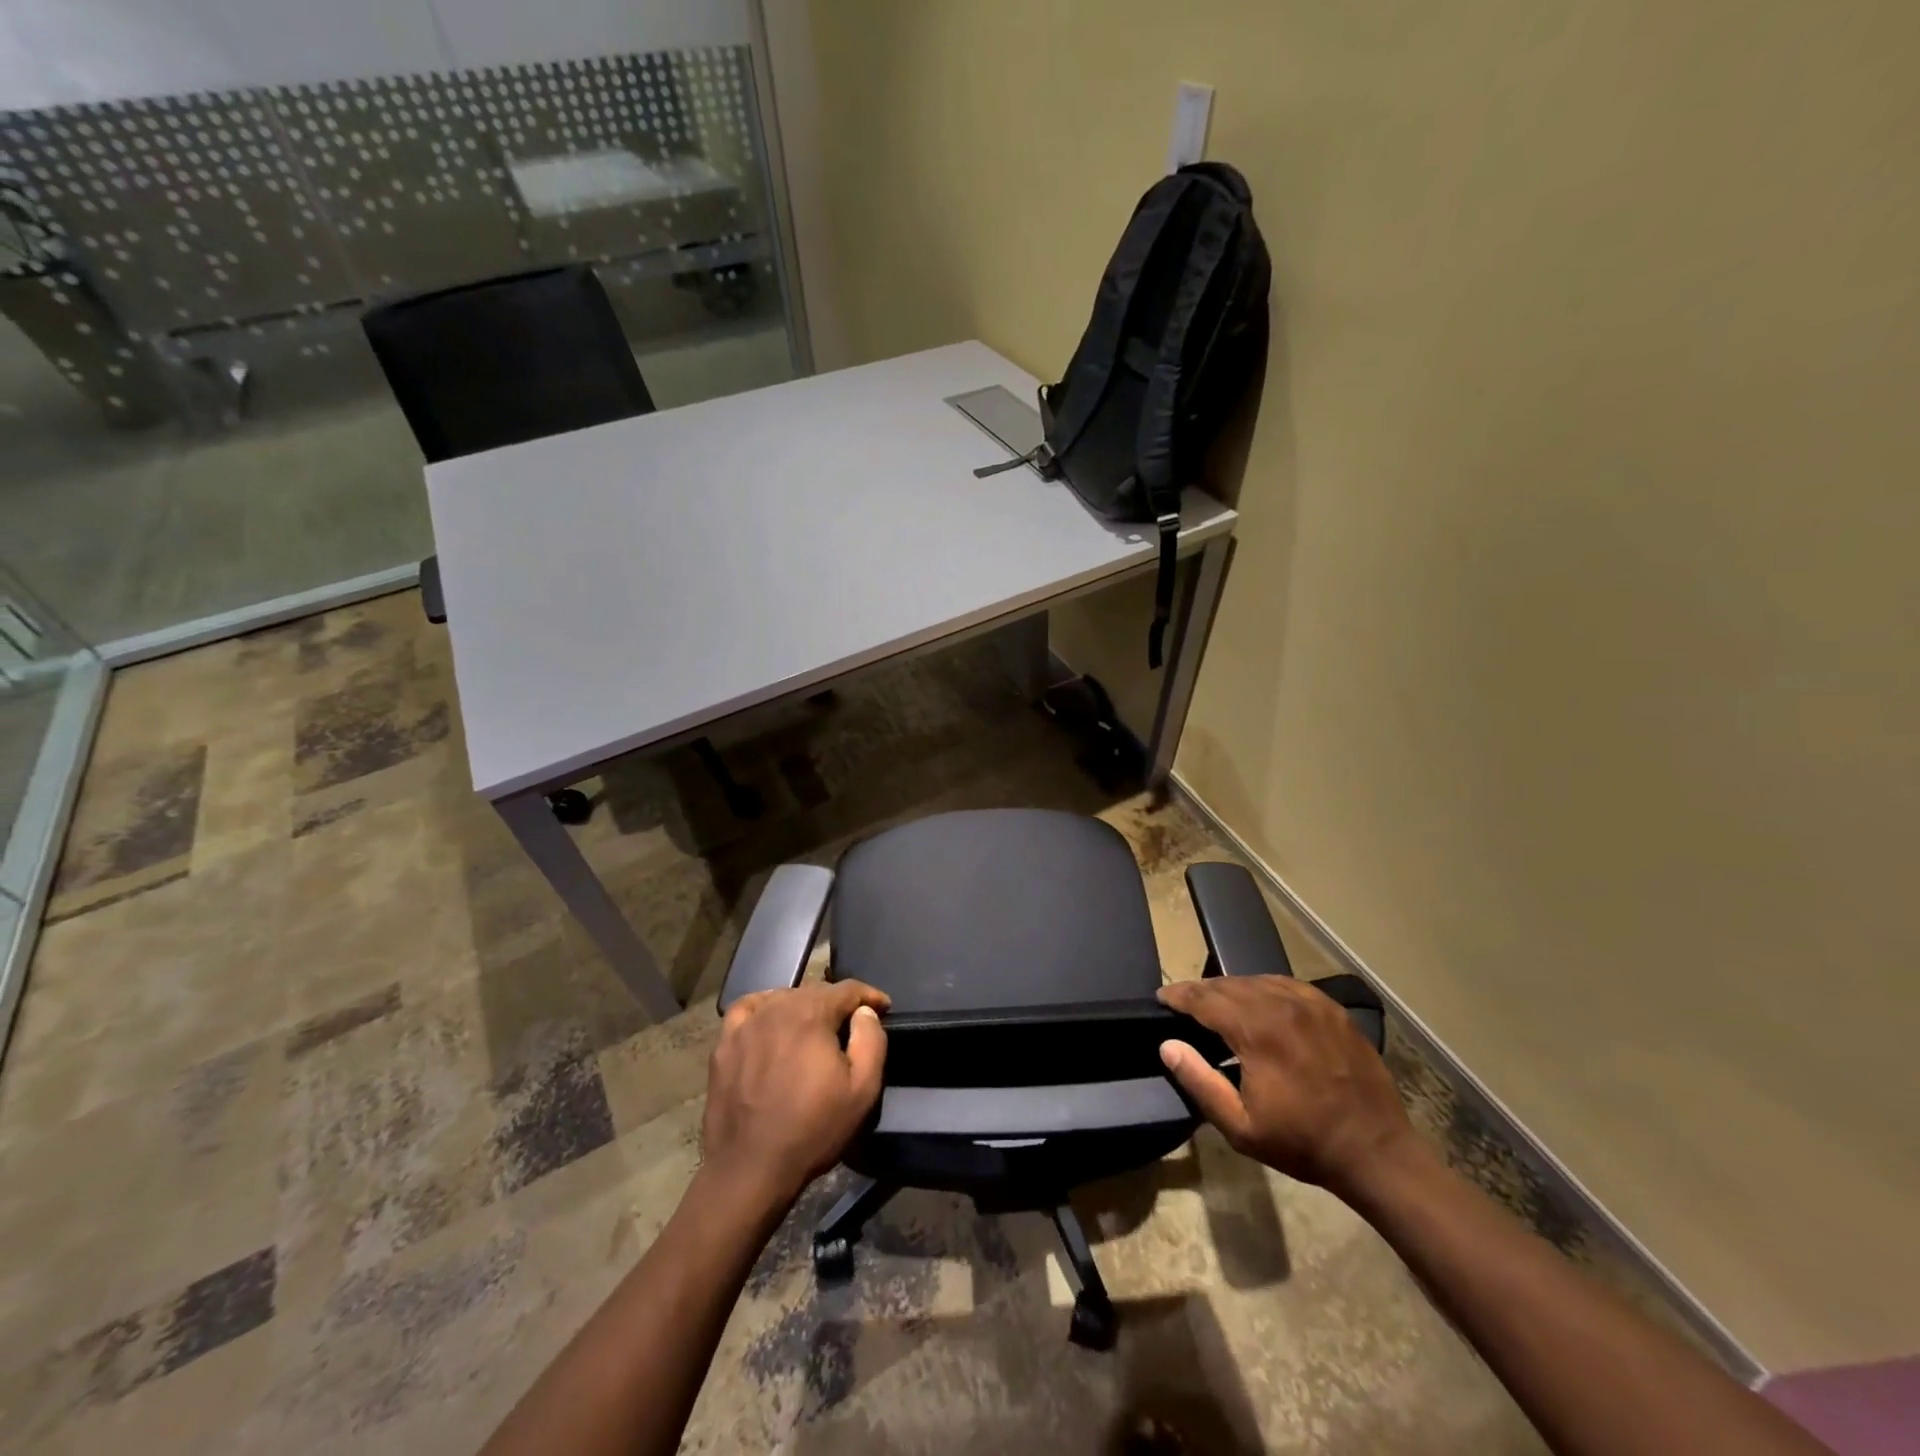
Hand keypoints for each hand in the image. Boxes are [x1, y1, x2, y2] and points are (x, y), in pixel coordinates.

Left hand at [701, 980, 890, 1208]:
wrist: (750, 1169)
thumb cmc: (813, 1130)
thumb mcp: (862, 1090)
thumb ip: (871, 1040)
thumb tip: (864, 1012)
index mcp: (811, 1014)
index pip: (847, 989)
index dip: (869, 996)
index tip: (883, 1008)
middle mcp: (777, 1008)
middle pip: (815, 991)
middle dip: (838, 1003)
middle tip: (851, 1025)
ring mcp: (747, 1024)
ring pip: (783, 998)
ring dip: (804, 1006)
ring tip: (814, 1028)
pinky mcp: (725, 1044)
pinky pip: (747, 1008)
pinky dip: (764, 1007)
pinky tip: (770, 1020)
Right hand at [1157, 975, 1414, 1195]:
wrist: (1376, 1152)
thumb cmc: (1303, 1143)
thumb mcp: (1241, 1126)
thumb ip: (1199, 1081)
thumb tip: (1167, 1045)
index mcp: (1257, 1031)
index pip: (1205, 999)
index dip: (1179, 996)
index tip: (1161, 997)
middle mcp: (1281, 1005)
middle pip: (1229, 985)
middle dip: (1202, 991)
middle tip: (1184, 1001)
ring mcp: (1311, 1003)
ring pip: (1257, 981)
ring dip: (1231, 988)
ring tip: (1216, 1001)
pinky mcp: (1331, 1009)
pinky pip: (1286, 985)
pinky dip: (1263, 987)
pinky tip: (1258, 1000)